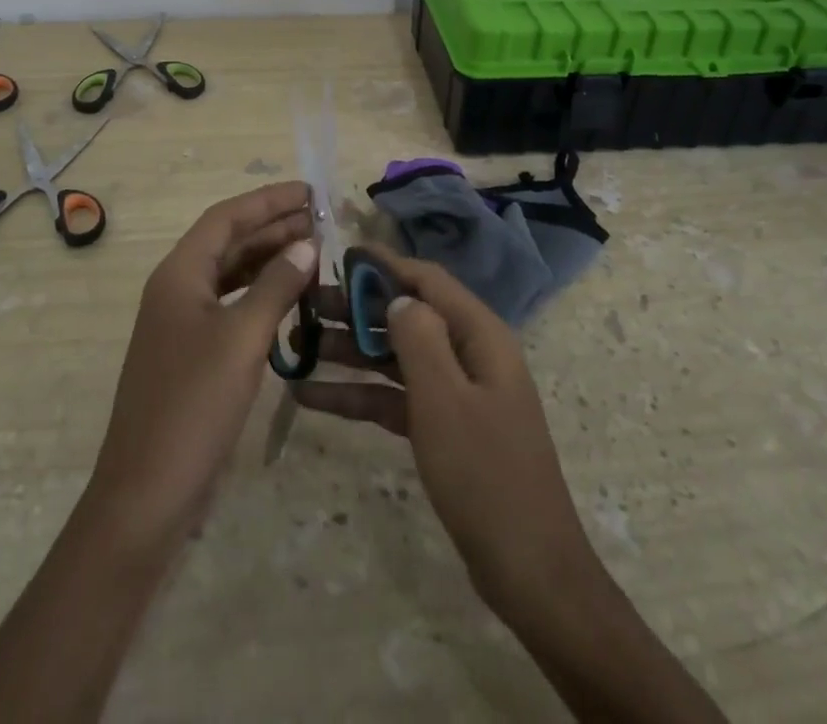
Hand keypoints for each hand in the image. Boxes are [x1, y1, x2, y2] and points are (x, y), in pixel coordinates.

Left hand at [87, 180, 316, 549]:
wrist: (145, 494)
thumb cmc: (193, 406)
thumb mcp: (242, 339)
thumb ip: (275, 286)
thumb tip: (306, 244)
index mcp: (179, 274)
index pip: (226, 218)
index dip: (268, 200)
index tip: (309, 191)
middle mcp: (176, 289)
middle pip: (228, 242)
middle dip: (272, 226)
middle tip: (320, 218)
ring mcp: (181, 323)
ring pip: (230, 274)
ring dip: (268, 259)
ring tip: (313, 249)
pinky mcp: (191, 353)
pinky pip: (230, 305)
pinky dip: (260, 294)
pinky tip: (290, 298)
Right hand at [293, 254, 596, 611]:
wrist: (528, 570)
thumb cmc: (485, 473)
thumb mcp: (445, 399)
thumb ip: (419, 338)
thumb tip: (399, 296)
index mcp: (479, 335)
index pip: (428, 280)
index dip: (385, 265)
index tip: (340, 256)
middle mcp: (468, 354)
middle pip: (407, 317)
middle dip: (357, 310)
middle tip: (304, 307)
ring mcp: (456, 393)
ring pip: (396, 357)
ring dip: (350, 352)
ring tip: (298, 347)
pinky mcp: (444, 427)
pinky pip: (395, 397)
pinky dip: (359, 395)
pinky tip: (312, 398)